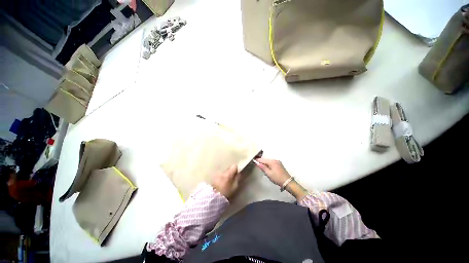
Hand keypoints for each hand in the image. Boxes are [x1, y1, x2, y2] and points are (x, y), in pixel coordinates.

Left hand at [211, 165, 240, 198]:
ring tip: (226, 182)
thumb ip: (237, 179)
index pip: (234, 166)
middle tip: (231, 179)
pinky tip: (221, 183)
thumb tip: (239, 173)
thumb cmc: (226, 193)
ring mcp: (217, 173)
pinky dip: (221, 177)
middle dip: (231, 172)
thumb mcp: (234, 187)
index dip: (236, 170)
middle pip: (229, 168)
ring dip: (226, 174)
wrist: (213, 197)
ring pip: (224, 171)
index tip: (236, 174)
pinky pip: (220, 174)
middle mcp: (222, 172)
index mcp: (228, 174)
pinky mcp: (214, 176)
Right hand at [254, 158, 290, 186]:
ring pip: (269, 161)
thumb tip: (257, 163)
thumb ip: (262, 167)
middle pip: (266, 160)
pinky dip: (269, 164)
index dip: (257, 160)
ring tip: (262, 167)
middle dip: (261, 162)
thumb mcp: (268, 173)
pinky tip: (268, 168)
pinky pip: (272, 162)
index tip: (253, 160)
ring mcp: (278, 162)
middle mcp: (275, 160)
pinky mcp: (279, 164)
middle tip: (257, 165)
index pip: (262, 160)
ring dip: (265, 163)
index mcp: (272, 162)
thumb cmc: (277, 178)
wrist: (287, 182)